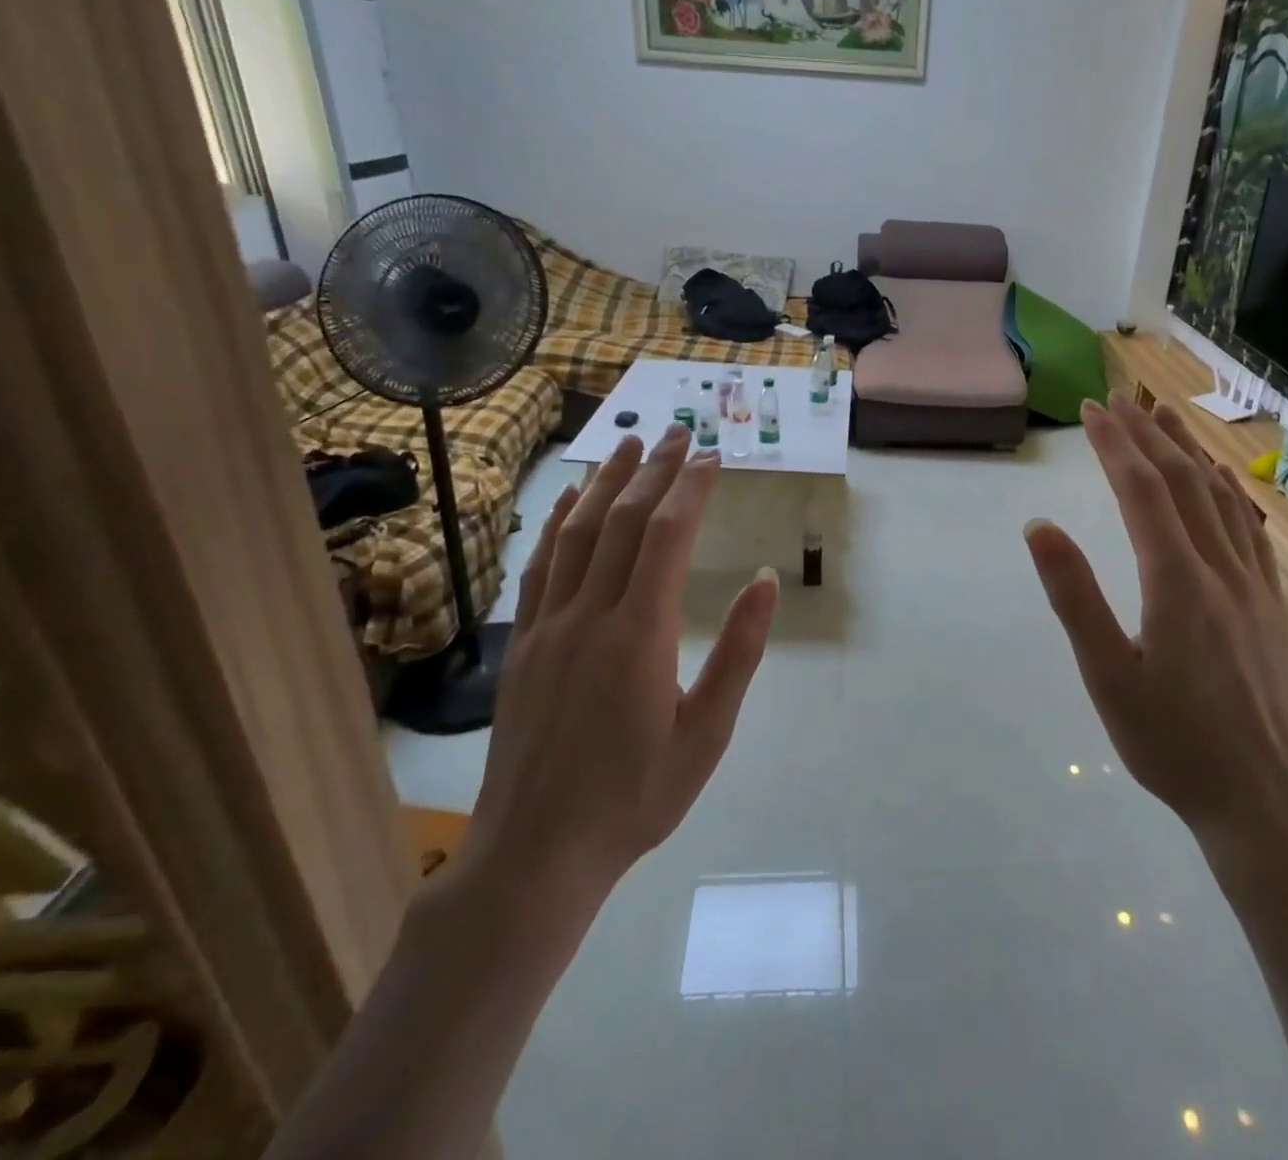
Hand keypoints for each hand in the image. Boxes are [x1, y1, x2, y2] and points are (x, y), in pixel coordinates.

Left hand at [461, 424, 778, 934]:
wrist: (535, 853)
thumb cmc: (635, 797)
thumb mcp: (707, 735)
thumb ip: (738, 653)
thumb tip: (764, 581)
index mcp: (640, 635)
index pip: (667, 536)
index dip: (691, 488)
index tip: (712, 456)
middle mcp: (590, 615)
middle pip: (624, 520)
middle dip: (654, 470)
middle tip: (678, 433)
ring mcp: (548, 625)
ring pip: (578, 532)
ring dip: (606, 482)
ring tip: (628, 444)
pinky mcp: (524, 642)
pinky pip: (541, 565)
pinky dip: (558, 522)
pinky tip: (570, 500)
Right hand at [1024, 396, 1287, 859]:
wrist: (1265, 802)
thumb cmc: (1172, 743)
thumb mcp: (1106, 676)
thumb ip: (1074, 596)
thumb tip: (1040, 527)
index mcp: (1177, 582)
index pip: (1142, 491)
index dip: (1115, 444)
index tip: (1092, 409)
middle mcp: (1221, 569)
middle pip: (1183, 482)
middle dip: (1148, 435)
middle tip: (1122, 398)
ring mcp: (1255, 586)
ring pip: (1222, 499)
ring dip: (1190, 451)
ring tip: (1167, 417)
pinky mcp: (1272, 606)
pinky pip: (1251, 530)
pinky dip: (1230, 492)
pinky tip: (1224, 481)